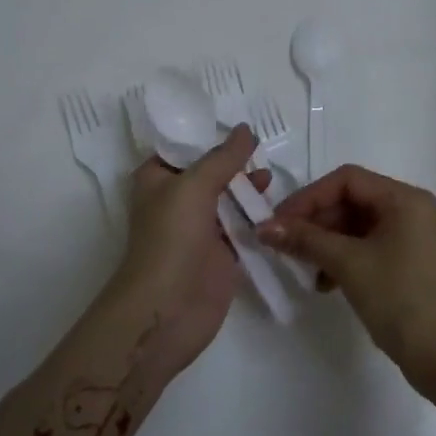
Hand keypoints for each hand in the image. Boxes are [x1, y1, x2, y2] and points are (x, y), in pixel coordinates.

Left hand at [108, 125, 266, 382]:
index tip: (241, 126)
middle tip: (263, 151)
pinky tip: (278, 207)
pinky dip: (257, 218)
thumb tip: (245, 130)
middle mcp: (177, 201)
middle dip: (235, 162)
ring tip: (271, 178)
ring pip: (228, 200)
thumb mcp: (194, 186)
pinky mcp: (221, 255)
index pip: (183, 148)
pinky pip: (242, 228)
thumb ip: (223, 158)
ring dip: (248, 189)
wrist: (167, 309)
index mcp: (157, 179)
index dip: (209, 136)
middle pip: (210, 172)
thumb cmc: (171, 238)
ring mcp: (199, 229)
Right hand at [260, 165, 435, 398]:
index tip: (279, 221)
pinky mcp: (413, 263)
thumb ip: (305, 240)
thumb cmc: (399, 300)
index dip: (309, 196)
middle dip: (317, 221)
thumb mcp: (348, 265)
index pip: (348, 180)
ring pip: (360, 226)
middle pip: (354, 201)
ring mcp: (416, 238)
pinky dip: (345, 258)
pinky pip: (371, 246)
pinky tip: (325, 282)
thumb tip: (264, 227)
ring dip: (327, 242)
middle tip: (284, 243)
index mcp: (406, 199)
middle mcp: (414, 210)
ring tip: (303, 266)